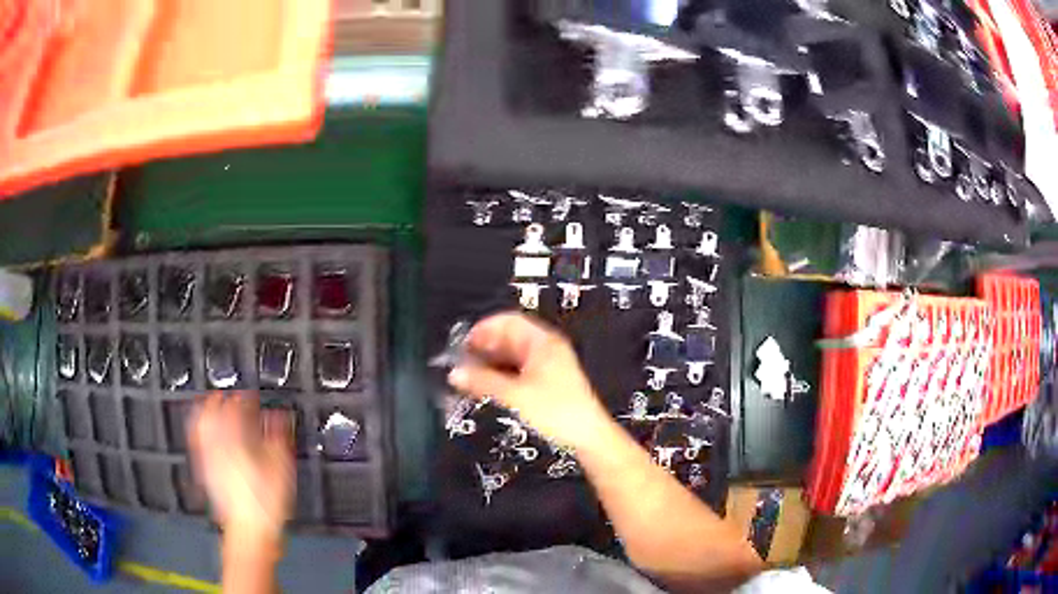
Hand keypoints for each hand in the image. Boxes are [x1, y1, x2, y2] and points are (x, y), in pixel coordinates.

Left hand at [188, 392, 293, 542]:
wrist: (249, 529)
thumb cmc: (265, 500)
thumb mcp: (280, 466)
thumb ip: (278, 436)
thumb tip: (278, 416)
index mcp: (236, 438)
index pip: (236, 406)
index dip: (244, 397)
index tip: (251, 396)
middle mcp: (218, 443)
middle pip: (212, 411)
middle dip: (221, 400)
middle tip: (229, 395)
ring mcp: (209, 457)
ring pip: (202, 424)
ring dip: (207, 412)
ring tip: (214, 407)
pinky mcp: (206, 471)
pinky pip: (198, 442)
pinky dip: (201, 431)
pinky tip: (206, 435)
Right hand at [448, 313, 611, 449]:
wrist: (587, 438)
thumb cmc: (556, 412)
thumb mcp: (513, 396)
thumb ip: (482, 381)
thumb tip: (455, 373)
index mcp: (543, 342)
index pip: (507, 321)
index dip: (483, 329)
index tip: (461, 344)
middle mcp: (547, 349)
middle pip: (510, 338)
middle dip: (485, 348)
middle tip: (461, 363)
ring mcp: (550, 366)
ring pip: (513, 356)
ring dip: (492, 363)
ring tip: (469, 376)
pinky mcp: (549, 383)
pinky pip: (519, 371)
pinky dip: (502, 375)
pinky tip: (488, 388)